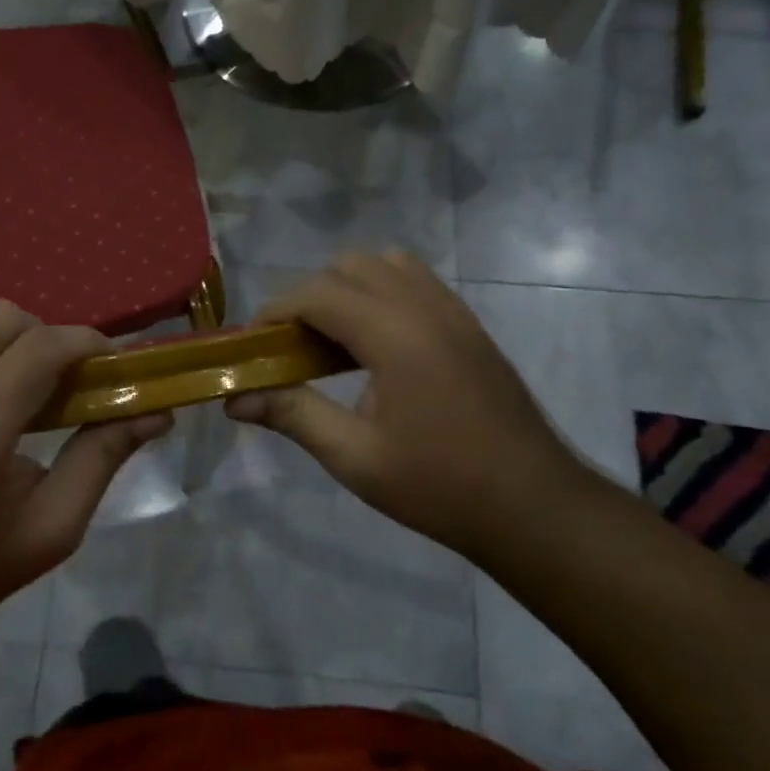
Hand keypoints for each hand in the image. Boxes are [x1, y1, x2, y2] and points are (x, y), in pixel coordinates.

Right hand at [227, 251, 589, 558]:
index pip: (317, 293)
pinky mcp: (469, 324)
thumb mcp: (356, 458)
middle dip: (309, 296)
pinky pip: (416, 281)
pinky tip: (377, 346)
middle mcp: (424, 306)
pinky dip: (382, 293)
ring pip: (385, 265)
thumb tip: (234, 399)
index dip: (275, 311)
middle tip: (293, 347)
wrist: (534, 505)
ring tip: (335, 341)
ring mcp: (453, 311)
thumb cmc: (440, 486)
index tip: (253, 345)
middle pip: (349, 266)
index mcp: (394, 334)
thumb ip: (293, 415)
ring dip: (348, 287)